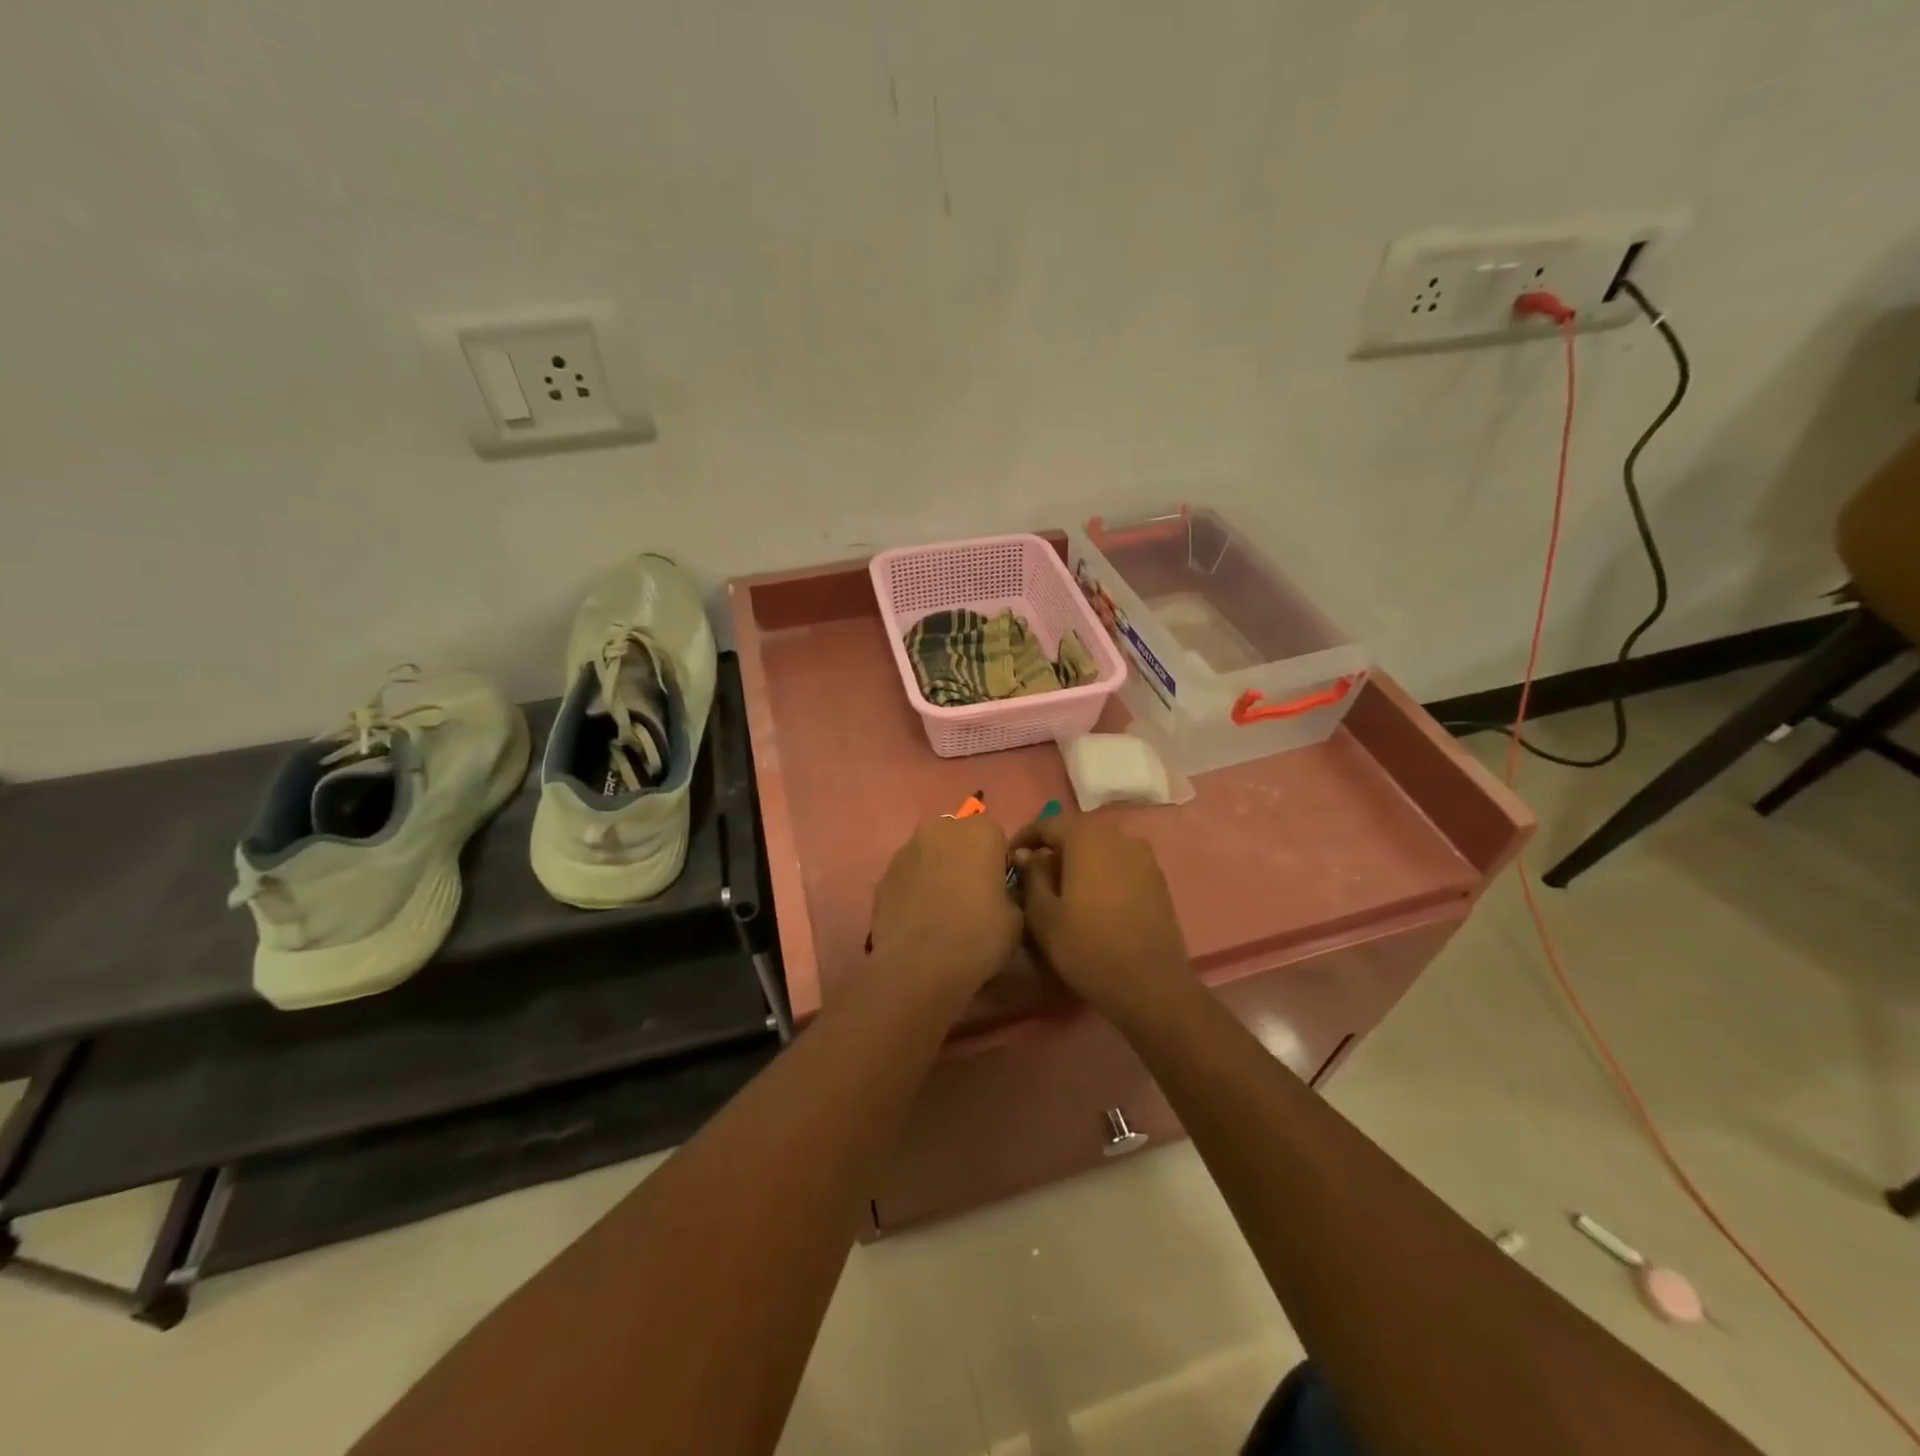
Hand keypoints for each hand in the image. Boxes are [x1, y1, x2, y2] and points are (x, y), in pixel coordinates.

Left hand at [869, 816, 1021, 993]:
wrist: (917, 967)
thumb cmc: (976, 937)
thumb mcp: (1015, 918)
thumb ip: (1009, 891)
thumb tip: (998, 891)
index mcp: (981, 832)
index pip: (996, 837)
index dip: (997, 863)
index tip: (997, 889)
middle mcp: (942, 828)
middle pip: (960, 837)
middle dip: (965, 858)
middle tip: (970, 895)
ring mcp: (908, 848)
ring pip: (931, 852)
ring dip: (938, 869)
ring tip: (941, 908)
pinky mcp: (885, 872)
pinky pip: (909, 873)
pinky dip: (916, 886)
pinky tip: (919, 916)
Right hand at [1013, 812, 1192, 1024]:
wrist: (1150, 985)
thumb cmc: (1087, 948)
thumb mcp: (1043, 915)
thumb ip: (1032, 877)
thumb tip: (1027, 856)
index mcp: (1087, 837)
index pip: (1047, 824)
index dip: (1024, 838)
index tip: (1009, 859)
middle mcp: (1118, 836)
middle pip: (1076, 833)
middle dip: (1053, 849)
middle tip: (1033, 876)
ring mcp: (1143, 856)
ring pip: (1100, 848)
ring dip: (1078, 861)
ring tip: (1062, 889)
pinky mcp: (1157, 878)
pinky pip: (1120, 864)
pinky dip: (1101, 872)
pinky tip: (1093, 900)